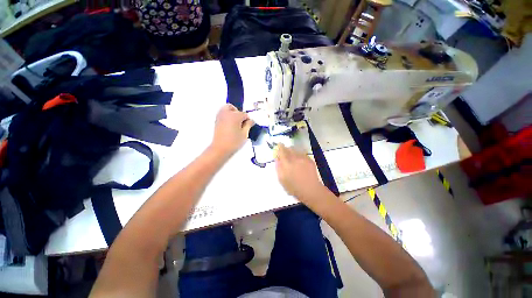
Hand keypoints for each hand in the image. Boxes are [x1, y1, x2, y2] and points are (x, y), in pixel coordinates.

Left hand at [210, 104, 253, 157]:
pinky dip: (226, 116)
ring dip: (231, 113)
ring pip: (226, 109)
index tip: (249, 125)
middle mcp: (226, 113)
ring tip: (235, 122)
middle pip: (233, 108)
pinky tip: (230, 125)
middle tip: (241, 122)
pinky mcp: (216, 121)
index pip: (244, 114)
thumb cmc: (234, 142)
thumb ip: (248, 125)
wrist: (220, 149)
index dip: (248, 120)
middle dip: (238, 113)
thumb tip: (251, 121)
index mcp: (235, 116)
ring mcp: (220, 117)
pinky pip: (222, 114)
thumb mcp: (244, 134)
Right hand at [275, 144, 326, 202]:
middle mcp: (295, 158)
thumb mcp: (282, 179)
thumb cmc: (294, 187)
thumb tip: (277, 158)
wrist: (310, 190)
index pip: (282, 151)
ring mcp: (303, 158)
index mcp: (287, 163)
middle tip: (285, 151)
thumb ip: (278, 167)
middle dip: (286, 148)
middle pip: (289, 148)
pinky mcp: (309, 159)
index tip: (279, 144)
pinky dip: (299, 154)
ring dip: (292, 150)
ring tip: (292, 155)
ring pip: (296, 149)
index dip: (280, 146)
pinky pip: (302, 153)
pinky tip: (299, 160)